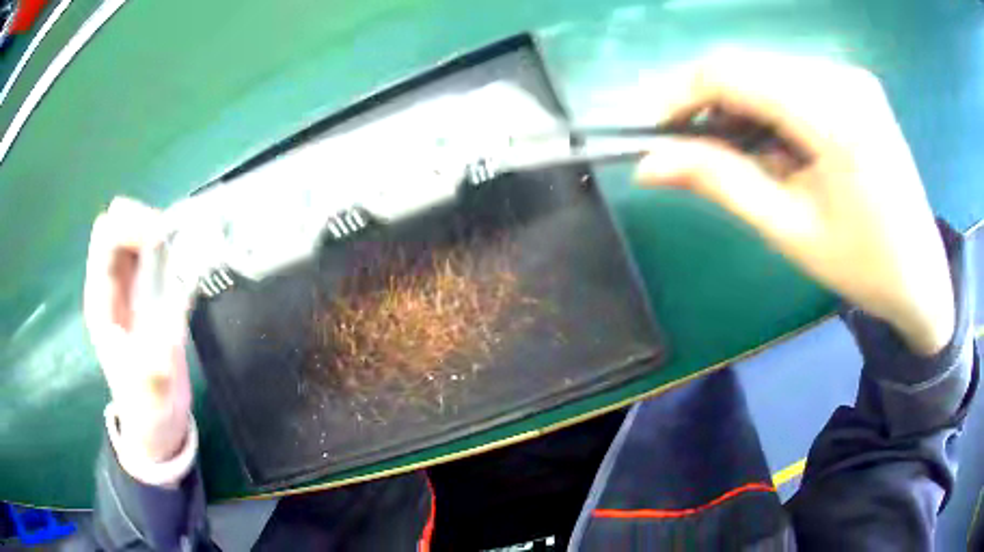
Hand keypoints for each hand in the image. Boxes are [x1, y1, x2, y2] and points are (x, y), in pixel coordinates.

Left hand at [84, 197, 192, 461]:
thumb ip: (154, 361)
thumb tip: (171, 318)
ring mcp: (128, 288)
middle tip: (173, 240)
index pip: (105, 237)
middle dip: (143, 220)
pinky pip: (151, 253)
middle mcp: (110, 285)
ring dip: (157, 229)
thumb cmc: (147, 409)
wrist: (155, 424)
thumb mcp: (149, 394)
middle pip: (117, 224)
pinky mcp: (146, 294)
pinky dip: (168, 245)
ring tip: (182, 246)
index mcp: (101, 301)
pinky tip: (185, 259)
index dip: (130, 226)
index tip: (162, 238)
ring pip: (133, 232)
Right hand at [636, 51, 953, 354]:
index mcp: (833, 117)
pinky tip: (781, 144)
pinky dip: (771, 104)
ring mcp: (852, 75)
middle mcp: (842, 77)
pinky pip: (793, 77)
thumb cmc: (863, 267)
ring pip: (766, 68)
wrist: (922, 276)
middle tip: (697, 151)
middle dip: (711, 102)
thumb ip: (720, 183)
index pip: (731, 72)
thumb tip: (649, 165)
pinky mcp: (856, 83)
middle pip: (746, 64)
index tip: (657, 130)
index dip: (682, 94)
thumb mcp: (789, 230)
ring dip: (741, 105)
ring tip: (749, 158)